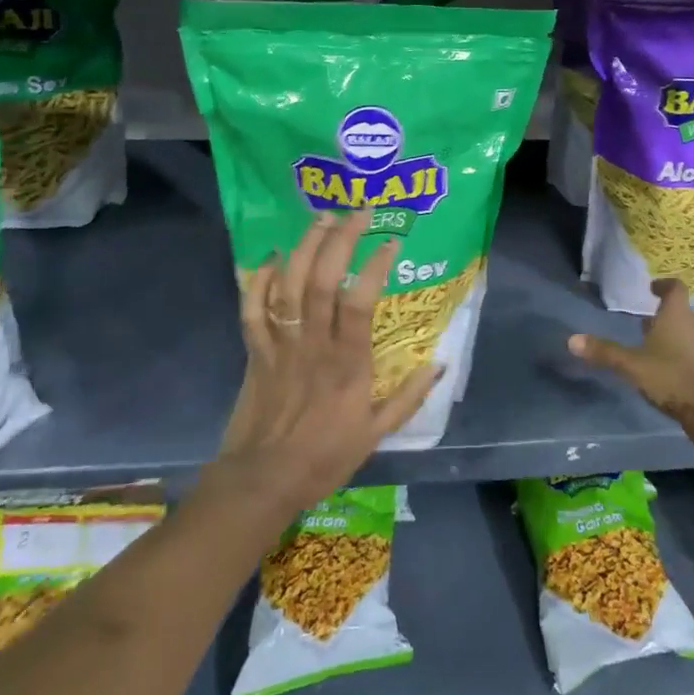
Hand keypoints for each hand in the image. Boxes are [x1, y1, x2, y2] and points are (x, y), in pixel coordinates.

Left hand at [214, 210, 440, 516]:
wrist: (263, 481)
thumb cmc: (324, 457)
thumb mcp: (378, 434)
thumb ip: (410, 396)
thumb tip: (441, 364)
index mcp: (348, 363)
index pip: (360, 302)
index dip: (375, 267)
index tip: (391, 242)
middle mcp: (313, 345)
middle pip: (322, 280)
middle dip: (340, 239)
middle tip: (358, 213)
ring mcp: (280, 345)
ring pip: (288, 286)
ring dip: (304, 247)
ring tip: (322, 217)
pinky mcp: (255, 351)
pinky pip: (252, 309)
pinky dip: (259, 280)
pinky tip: (274, 257)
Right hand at [568, 279, 693, 453]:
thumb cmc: (671, 376)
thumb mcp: (632, 364)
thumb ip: (604, 352)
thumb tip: (572, 340)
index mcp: (677, 315)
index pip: (675, 288)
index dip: (664, 285)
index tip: (651, 288)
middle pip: (681, 311)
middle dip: (663, 314)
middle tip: (644, 321)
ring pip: (687, 333)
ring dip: (671, 335)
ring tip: (651, 346)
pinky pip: (693, 353)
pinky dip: (680, 354)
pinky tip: (665, 369)